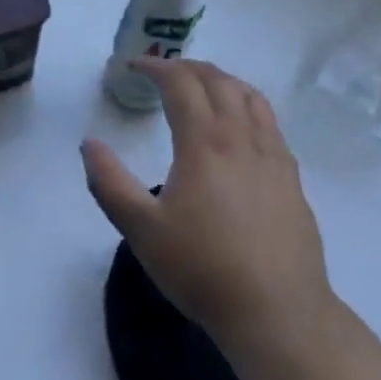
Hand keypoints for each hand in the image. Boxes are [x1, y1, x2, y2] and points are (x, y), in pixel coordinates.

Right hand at [81, 58, 332, 356]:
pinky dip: (249, 104)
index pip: (180, 83)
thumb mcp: (142, 230)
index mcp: (204, 142)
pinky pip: (270, 122)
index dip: (156, 67)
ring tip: (204, 86)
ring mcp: (272, 155)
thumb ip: (110, 183)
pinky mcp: (292, 178)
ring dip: (222, 79)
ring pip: (249, 96)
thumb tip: (88, 143)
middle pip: (217, 80)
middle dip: (188, 67)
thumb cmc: (203, 269)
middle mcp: (240, 137)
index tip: (135, 66)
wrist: (278, 313)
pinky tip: (242, 126)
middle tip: (165, 71)